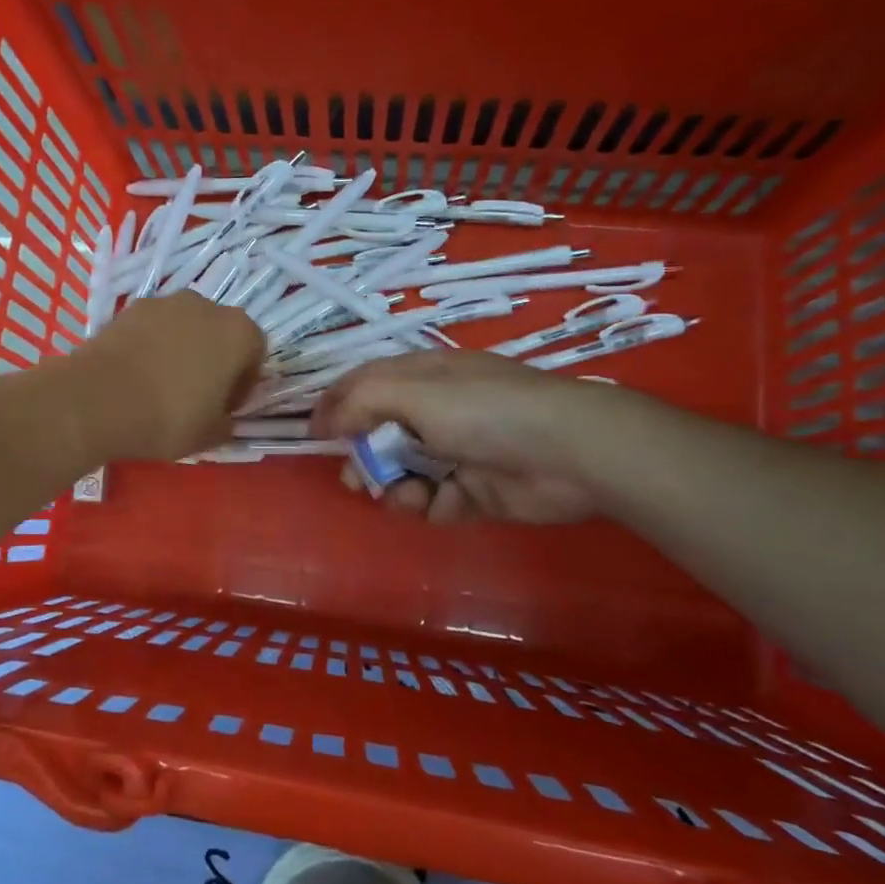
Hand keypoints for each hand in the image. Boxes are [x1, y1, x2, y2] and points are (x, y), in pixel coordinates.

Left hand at [73, 293, 265, 461]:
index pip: (254, 355)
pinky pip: (153, 328)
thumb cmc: (168, 417)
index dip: (242, 384)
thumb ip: (225, 425)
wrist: (98, 399)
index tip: (223, 408)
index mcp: (239, 333)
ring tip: (161, 384)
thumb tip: (223, 421)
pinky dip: (151, 345)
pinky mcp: (130, 307)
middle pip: (220, 334)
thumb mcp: (208, 435)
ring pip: (185, 327)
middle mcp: (207, 307)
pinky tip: (136, 375)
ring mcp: (166, 302)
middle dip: (213, 360)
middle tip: (195, 395)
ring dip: (181, 349)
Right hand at [312, 349, 626, 524]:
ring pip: (403, 475)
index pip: (365, 385)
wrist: (570, 453)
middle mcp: (435, 413)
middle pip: (379, 436)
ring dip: (398, 489)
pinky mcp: (474, 490)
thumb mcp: (415, 393)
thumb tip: (325, 421)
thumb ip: (362, 403)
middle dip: (365, 460)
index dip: (336, 406)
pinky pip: (435, 501)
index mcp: (422, 377)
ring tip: (411, 496)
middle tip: (359, 479)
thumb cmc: (486, 411)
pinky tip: (447, 503)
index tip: (315, 434)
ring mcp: (456, 453)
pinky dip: (435, 505)